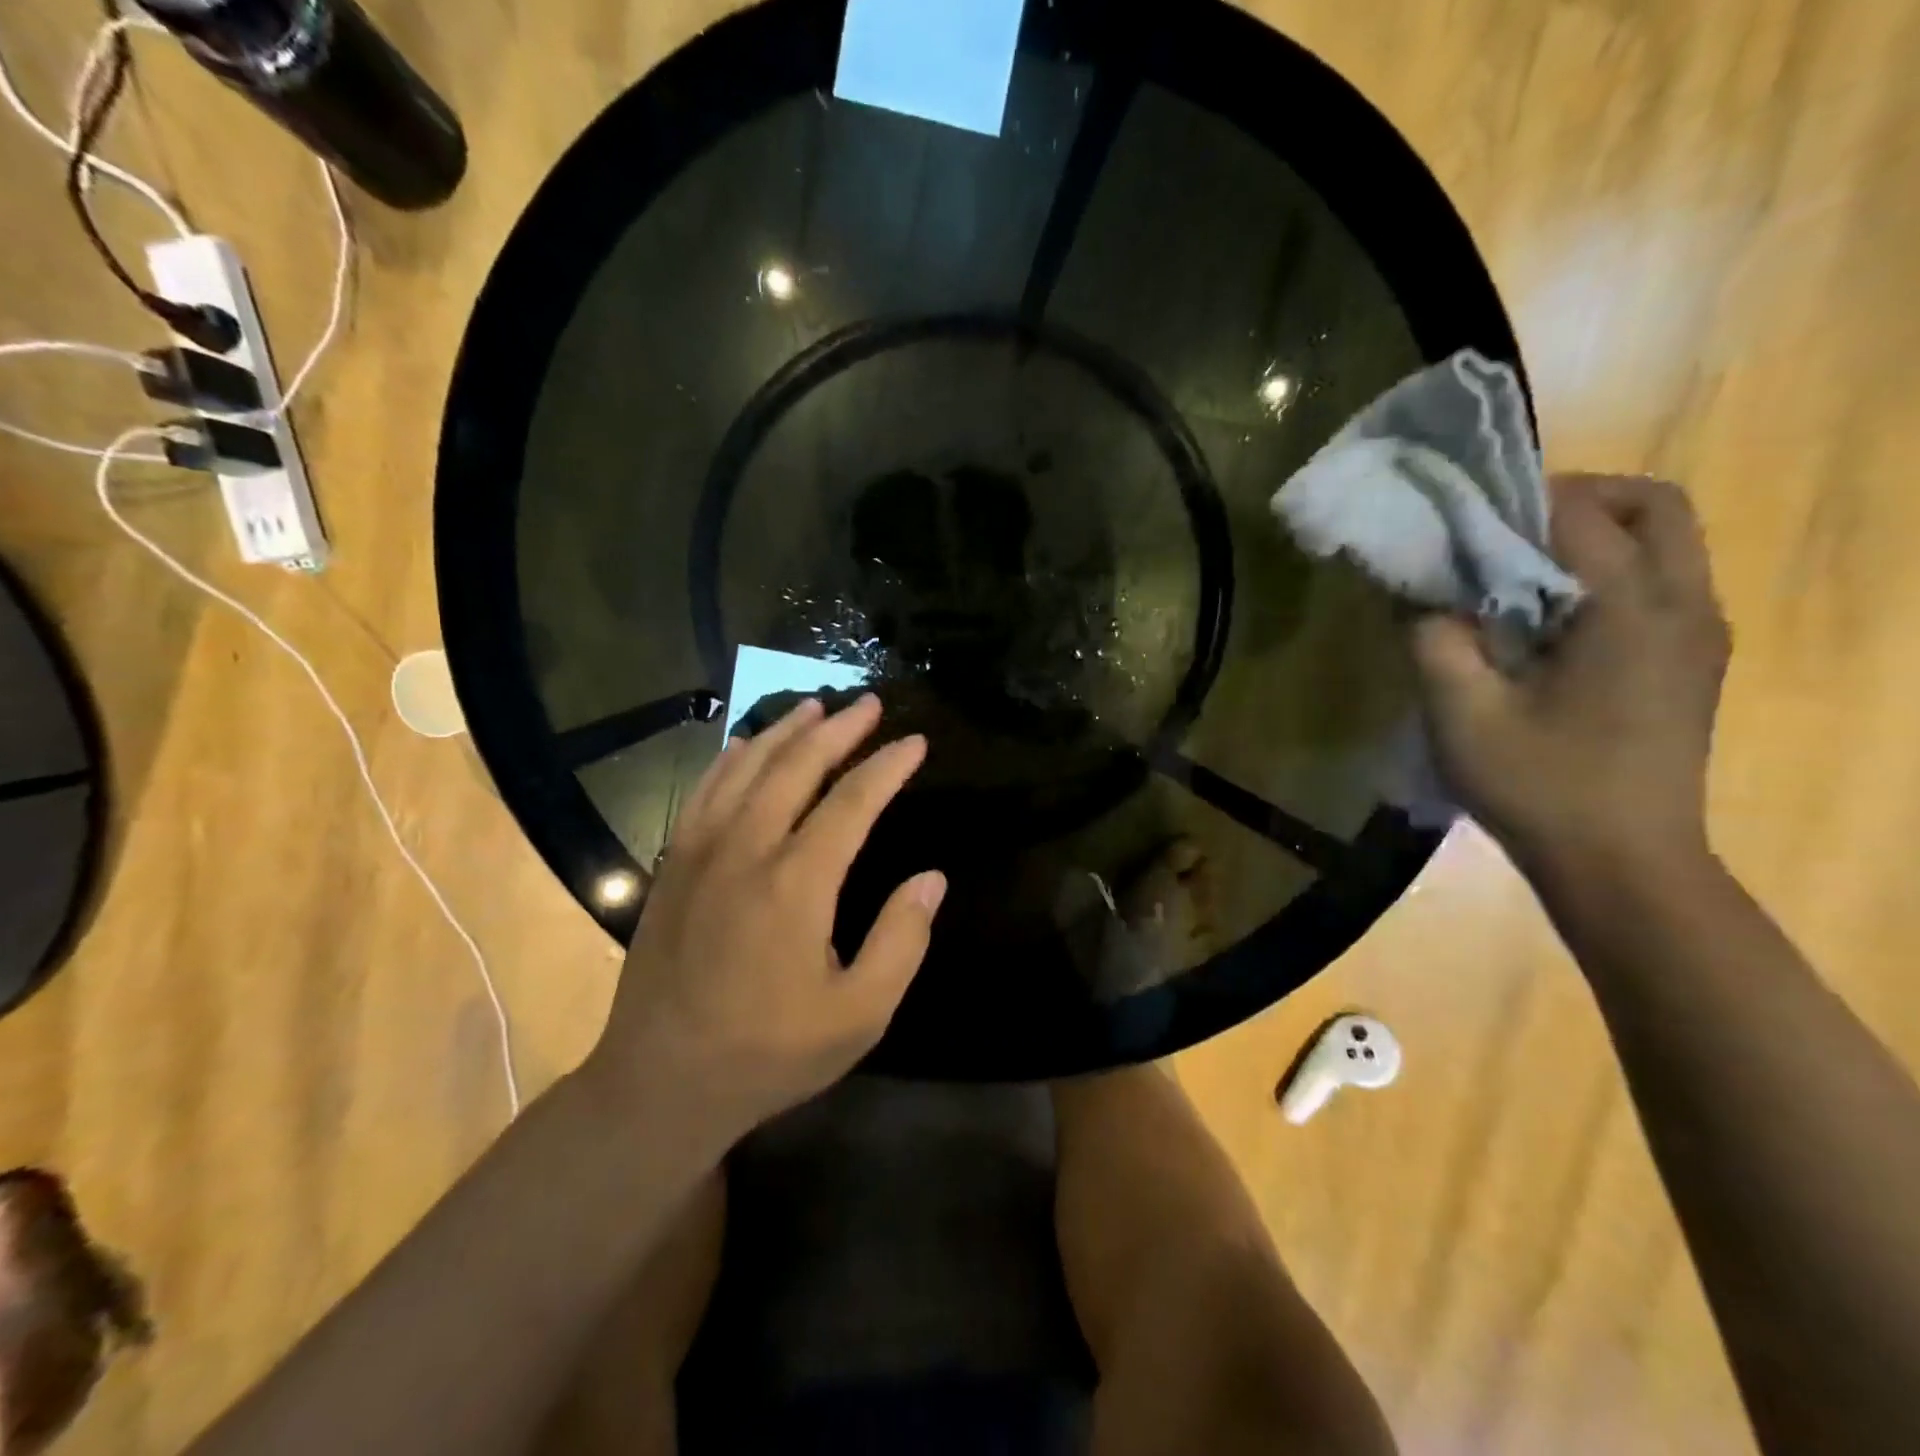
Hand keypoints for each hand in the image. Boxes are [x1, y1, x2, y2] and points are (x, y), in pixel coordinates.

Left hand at [584, 695, 945, 1146]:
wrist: (660, 1082)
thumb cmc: (769, 1052)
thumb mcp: (858, 1015)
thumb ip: (901, 941)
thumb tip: (931, 878)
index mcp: (796, 884)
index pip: (852, 802)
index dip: (887, 767)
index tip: (916, 742)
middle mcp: (746, 850)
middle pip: (796, 766)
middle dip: (839, 729)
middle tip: (870, 703)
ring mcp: (700, 852)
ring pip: (746, 767)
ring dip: (784, 731)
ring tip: (815, 707)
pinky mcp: (672, 864)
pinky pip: (704, 790)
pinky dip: (731, 758)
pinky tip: (745, 745)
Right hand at [1411, 473, 1731, 873]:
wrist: (1622, 866)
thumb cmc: (1539, 786)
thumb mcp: (1460, 712)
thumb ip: (1432, 639)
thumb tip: (1416, 593)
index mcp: (1630, 610)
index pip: (1578, 515)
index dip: (1512, 503)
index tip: (1456, 519)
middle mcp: (1684, 606)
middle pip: (1654, 506)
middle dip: (1577, 499)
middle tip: (1502, 529)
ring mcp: (1699, 635)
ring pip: (1667, 543)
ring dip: (1595, 535)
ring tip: (1517, 572)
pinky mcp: (1692, 663)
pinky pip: (1661, 584)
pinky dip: (1609, 573)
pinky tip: (1549, 620)